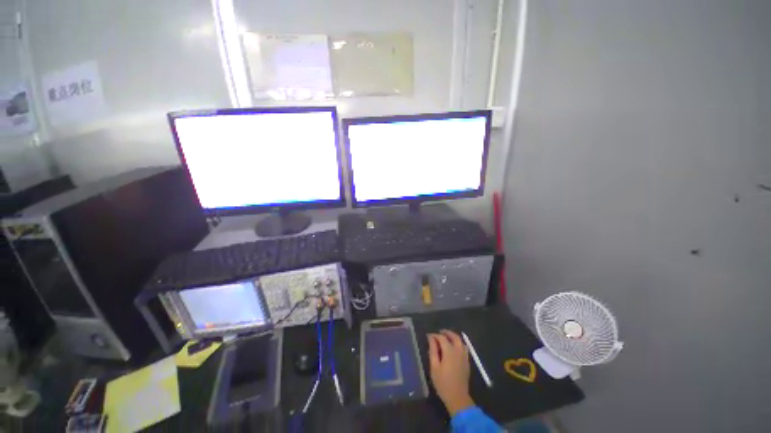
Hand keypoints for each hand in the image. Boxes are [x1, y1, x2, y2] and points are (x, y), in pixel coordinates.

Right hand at [427, 330, 474, 415]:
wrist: (458, 398)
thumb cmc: (443, 383)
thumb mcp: (434, 367)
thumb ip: (433, 351)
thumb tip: (431, 338)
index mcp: (449, 351)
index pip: (442, 338)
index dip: (435, 335)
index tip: (428, 337)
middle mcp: (458, 351)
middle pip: (454, 336)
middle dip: (446, 333)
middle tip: (439, 333)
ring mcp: (464, 357)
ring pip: (460, 341)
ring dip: (453, 337)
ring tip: (446, 338)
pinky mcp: (467, 362)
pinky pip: (464, 348)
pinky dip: (458, 344)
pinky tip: (453, 348)